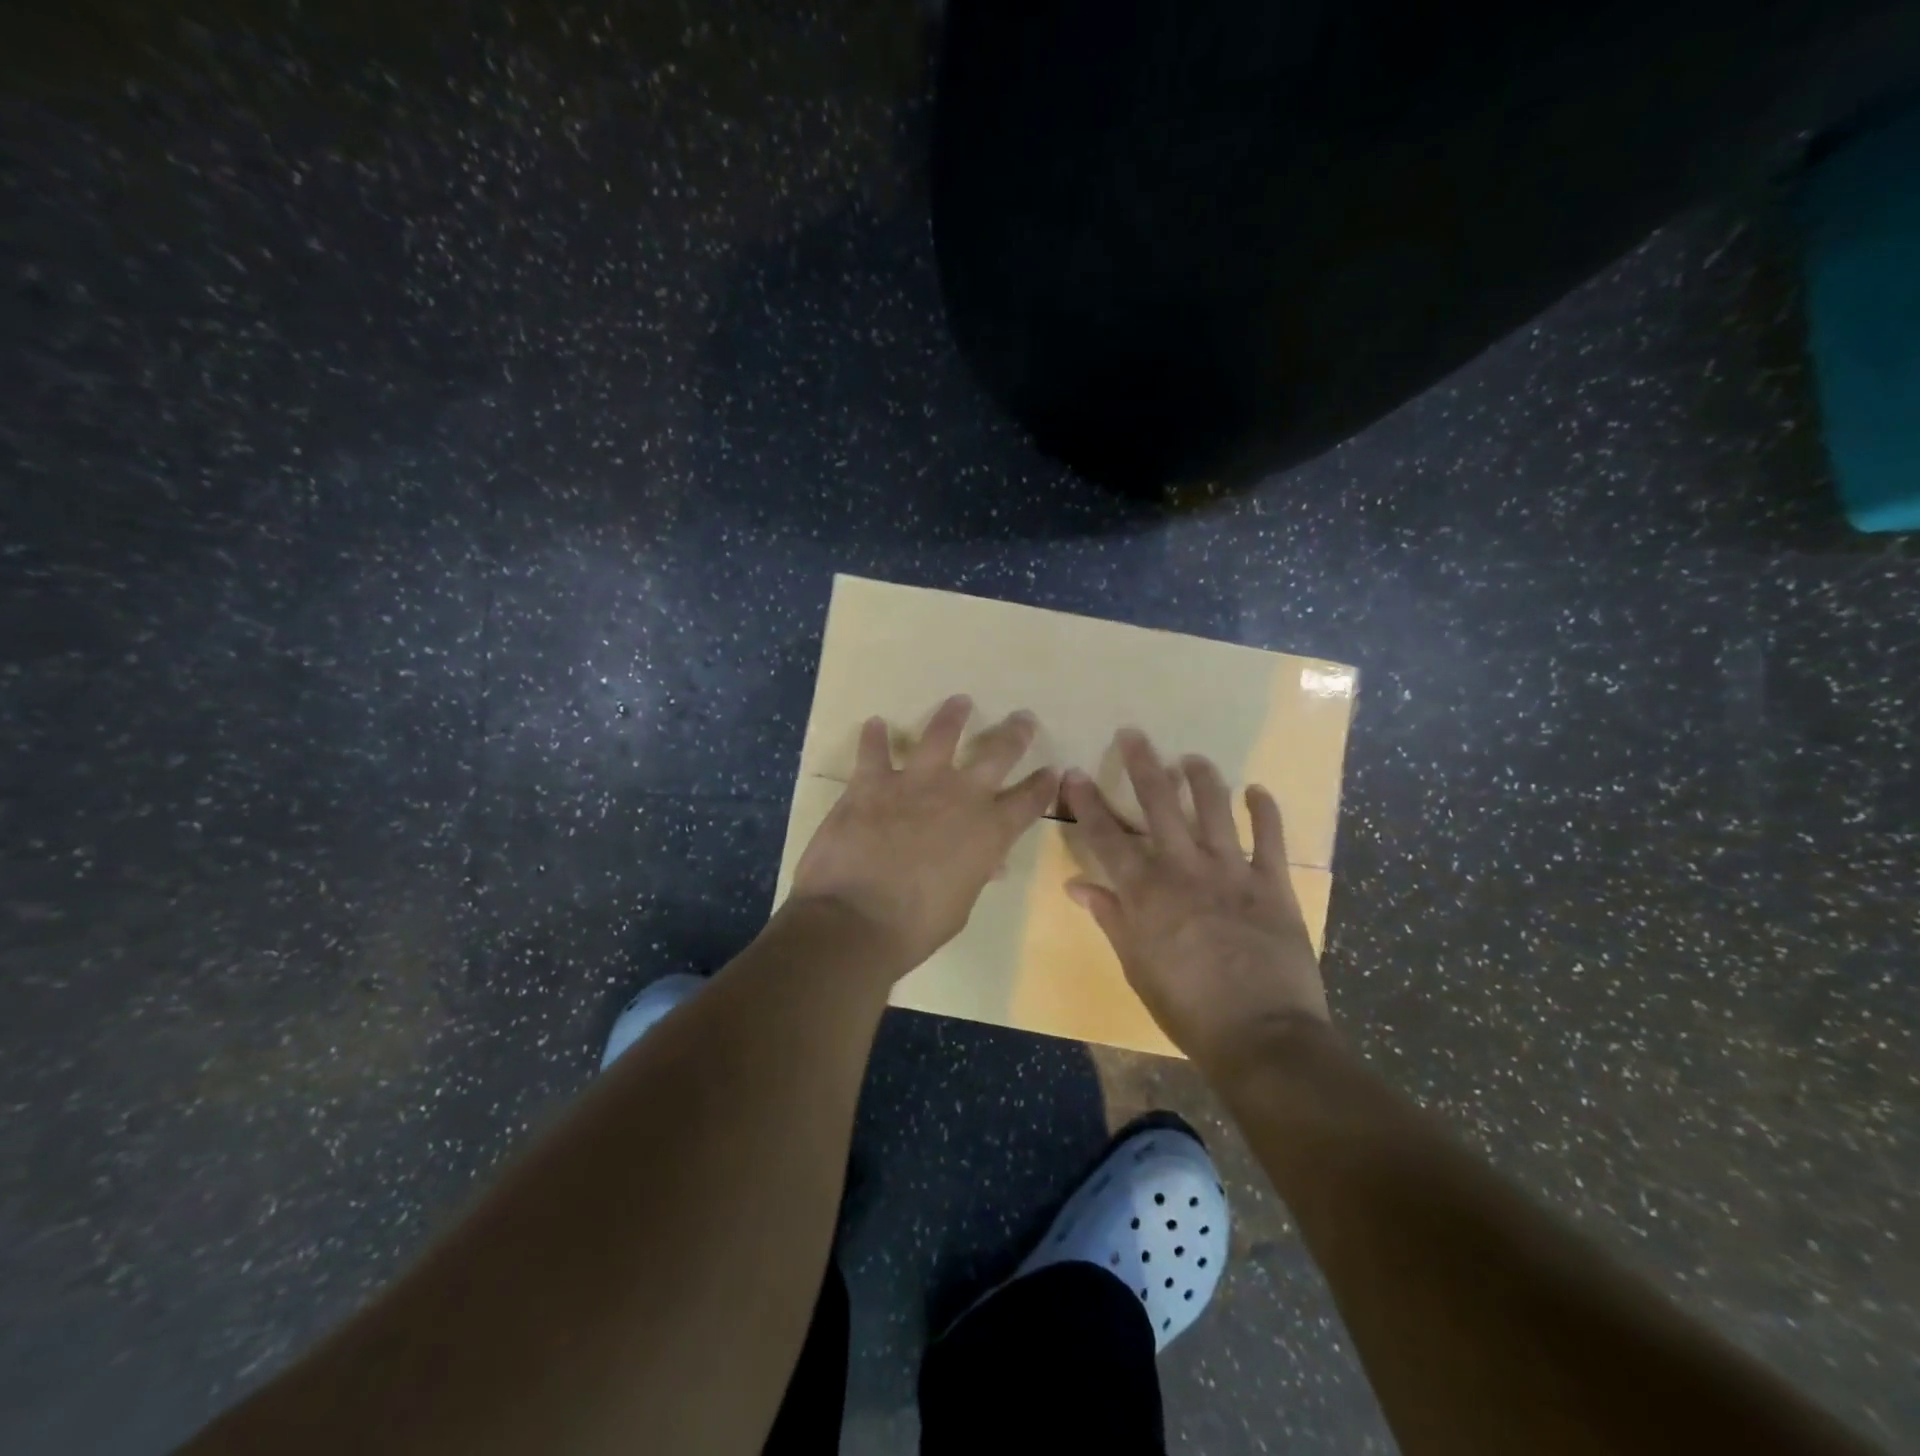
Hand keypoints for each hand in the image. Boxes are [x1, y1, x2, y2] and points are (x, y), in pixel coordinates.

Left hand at [789, 694, 1059, 974]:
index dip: (1044, 784)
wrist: (856, 920)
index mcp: (989, 831)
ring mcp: (915, 783)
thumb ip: (974, 873)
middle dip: (1015, 734)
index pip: (1030, 800)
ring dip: (952, 716)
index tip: (1053, 770)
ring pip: (941, 735)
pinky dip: (873, 737)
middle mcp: (960, 796)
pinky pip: (874, 751)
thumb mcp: (961, 904)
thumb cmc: (916, 925)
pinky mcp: (872, 782)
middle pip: (997, 753)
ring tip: (960, 701)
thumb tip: (988, 863)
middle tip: (1024, 718)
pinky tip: (874, 723)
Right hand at [1062, 728, 1328, 1066]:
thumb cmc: (1187, 1008)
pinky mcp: (1272, 883)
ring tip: (1191, 758)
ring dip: (1201, 778)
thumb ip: (1110, 918)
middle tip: (1133, 734)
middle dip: (1142, 765)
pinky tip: (1258, 791)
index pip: (1106, 836)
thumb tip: (1078, 885)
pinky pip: (1270, 837)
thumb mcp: (1136, 967)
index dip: (1087, 802)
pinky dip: (1265, 811)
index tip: (1073, 773)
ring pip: (1213, 808)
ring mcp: (1231, 870)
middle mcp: (1184, 868)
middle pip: (1159, 804)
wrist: (1263, 1037)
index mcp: (1145, 891)